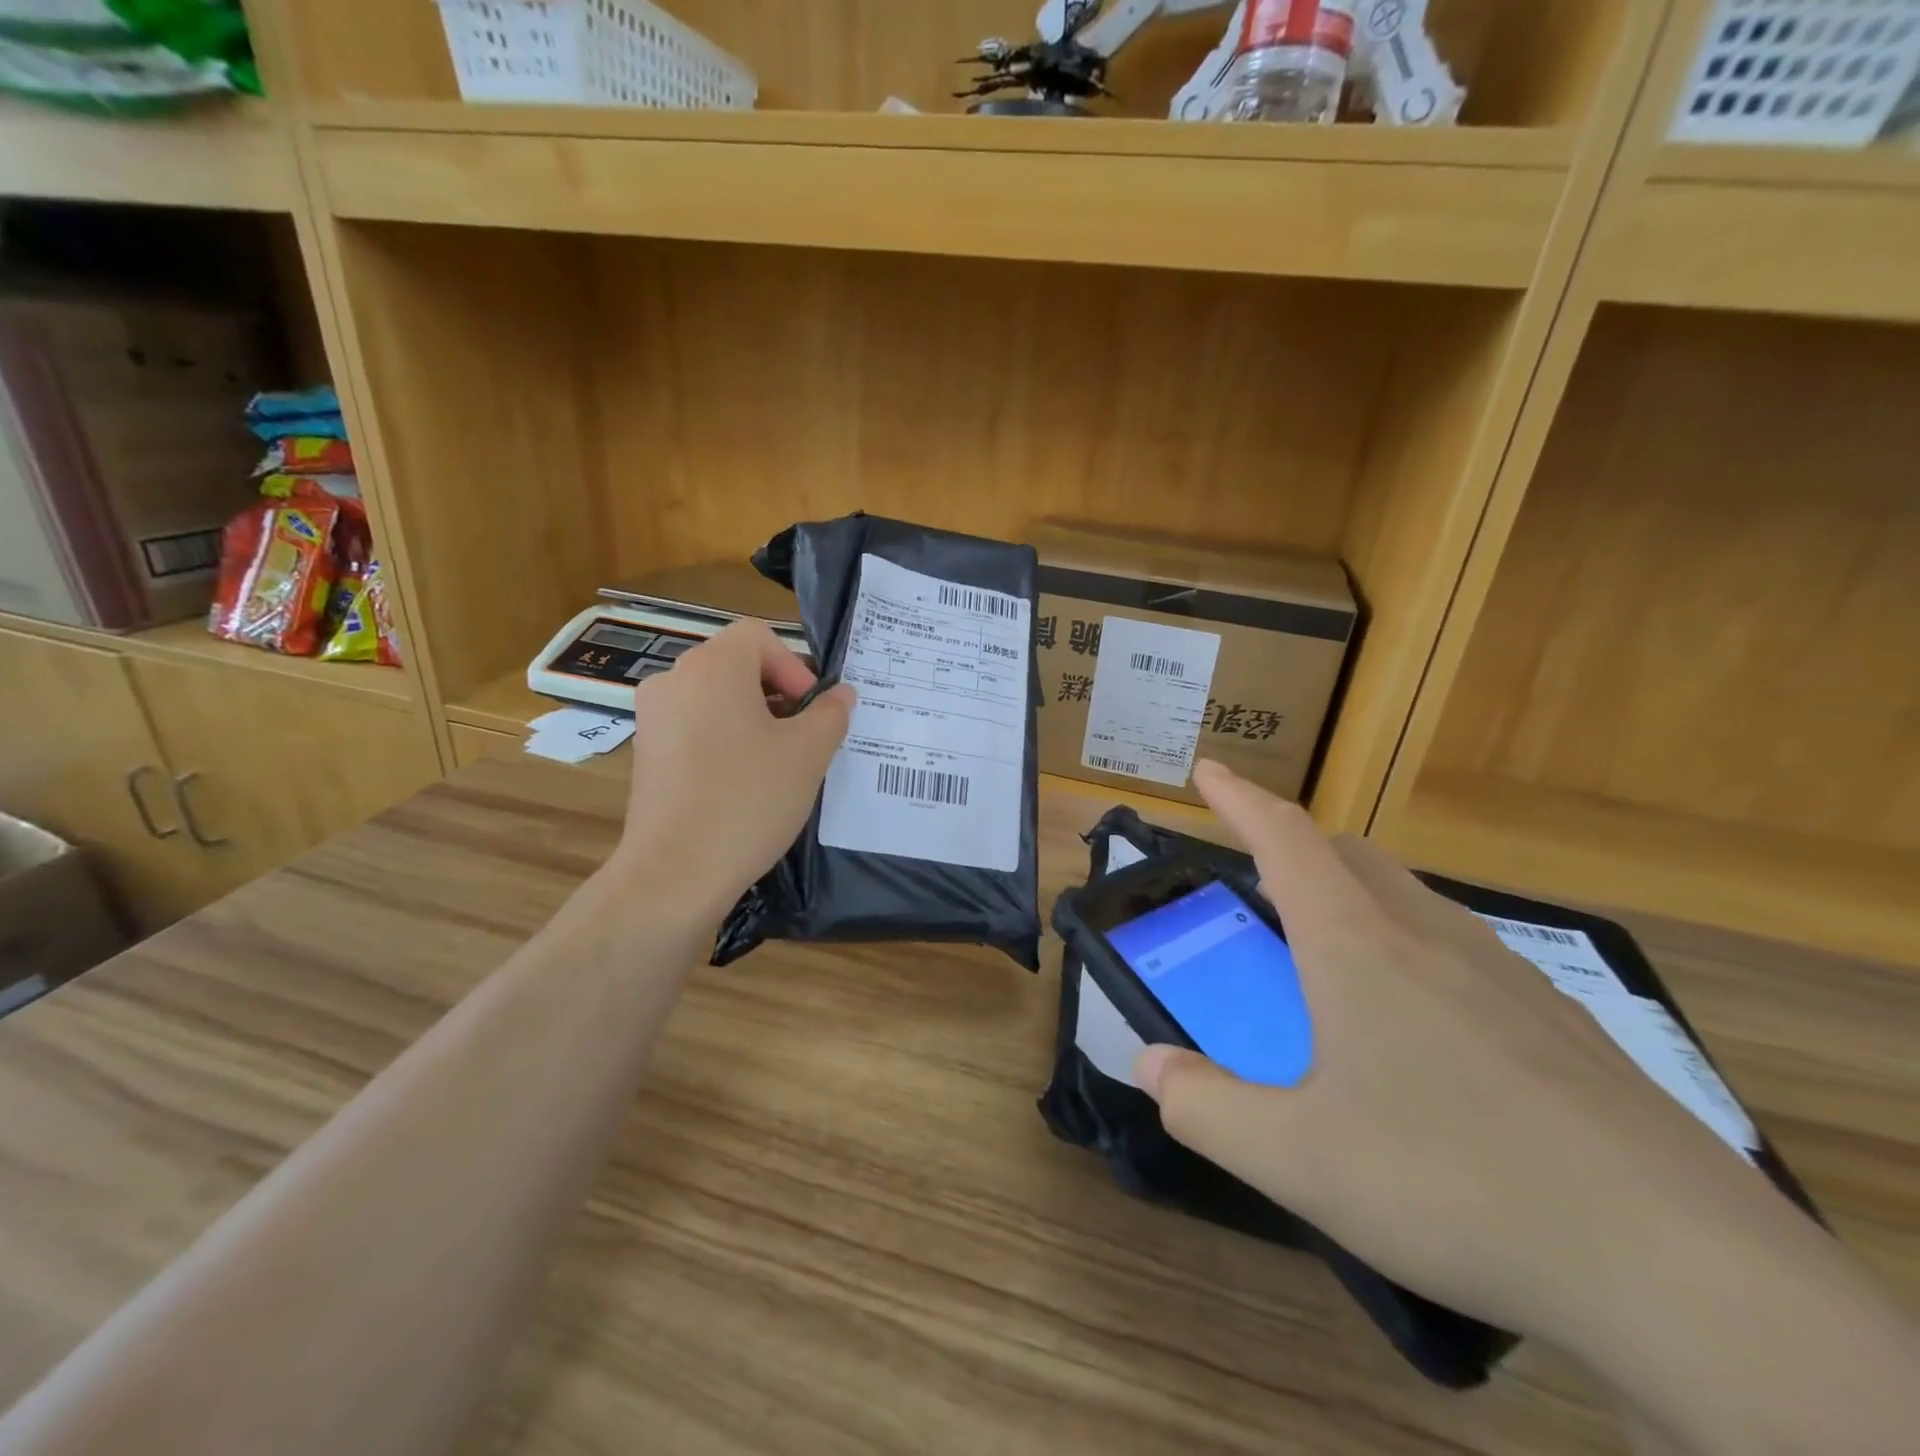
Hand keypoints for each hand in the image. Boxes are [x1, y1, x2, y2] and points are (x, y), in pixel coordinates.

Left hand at [606, 620, 853, 922]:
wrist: (675, 873)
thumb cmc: (748, 800)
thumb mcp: (809, 754)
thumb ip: (831, 713)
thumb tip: (840, 695)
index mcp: (712, 666)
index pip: (760, 637)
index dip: (795, 667)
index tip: (811, 713)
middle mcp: (673, 679)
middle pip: (737, 665)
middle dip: (778, 695)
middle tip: (803, 739)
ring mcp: (653, 717)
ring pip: (716, 699)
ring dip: (752, 719)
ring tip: (776, 765)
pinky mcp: (645, 753)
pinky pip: (694, 728)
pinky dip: (723, 741)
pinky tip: (741, 784)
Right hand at [1135, 759, 1769, 1343]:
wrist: (1681, 1268)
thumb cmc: (1455, 1185)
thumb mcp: (1297, 1160)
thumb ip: (1204, 1107)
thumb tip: (1147, 1066)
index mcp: (1358, 947)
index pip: (1284, 840)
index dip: (1239, 799)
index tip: (1209, 770)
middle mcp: (1429, 937)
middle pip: (1349, 855)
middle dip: (1293, 847)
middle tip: (1258, 880)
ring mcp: (1505, 973)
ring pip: (1409, 897)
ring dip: (1353, 895)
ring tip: (1329, 952)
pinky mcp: (1558, 1020)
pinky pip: (1461, 948)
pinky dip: (1411, 947)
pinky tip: (1422, 1026)